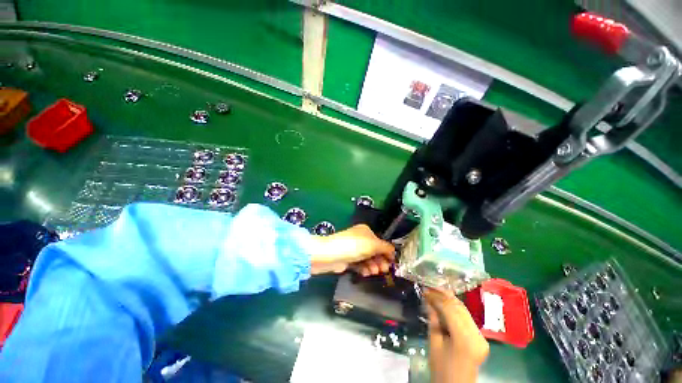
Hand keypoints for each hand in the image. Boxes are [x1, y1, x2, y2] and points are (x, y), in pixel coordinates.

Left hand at [308, 224, 394, 274]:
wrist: (330, 255)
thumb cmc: (353, 246)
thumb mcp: (373, 244)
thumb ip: (385, 247)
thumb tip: (394, 251)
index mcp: (365, 231)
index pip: (380, 242)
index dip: (386, 252)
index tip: (392, 262)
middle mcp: (360, 239)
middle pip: (374, 251)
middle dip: (380, 260)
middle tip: (384, 269)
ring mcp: (353, 249)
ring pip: (367, 259)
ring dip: (373, 266)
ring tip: (374, 272)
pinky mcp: (348, 259)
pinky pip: (360, 264)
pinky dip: (364, 268)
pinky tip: (366, 273)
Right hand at [425, 288, 488, 382]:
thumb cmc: (442, 369)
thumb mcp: (434, 344)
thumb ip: (433, 320)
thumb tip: (428, 300)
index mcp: (465, 340)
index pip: (451, 310)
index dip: (437, 297)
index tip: (425, 290)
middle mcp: (478, 336)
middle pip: (460, 308)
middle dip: (443, 295)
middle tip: (430, 288)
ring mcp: (482, 337)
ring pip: (464, 311)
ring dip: (449, 300)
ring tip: (435, 292)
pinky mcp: (481, 337)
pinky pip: (467, 318)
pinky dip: (455, 309)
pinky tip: (445, 303)